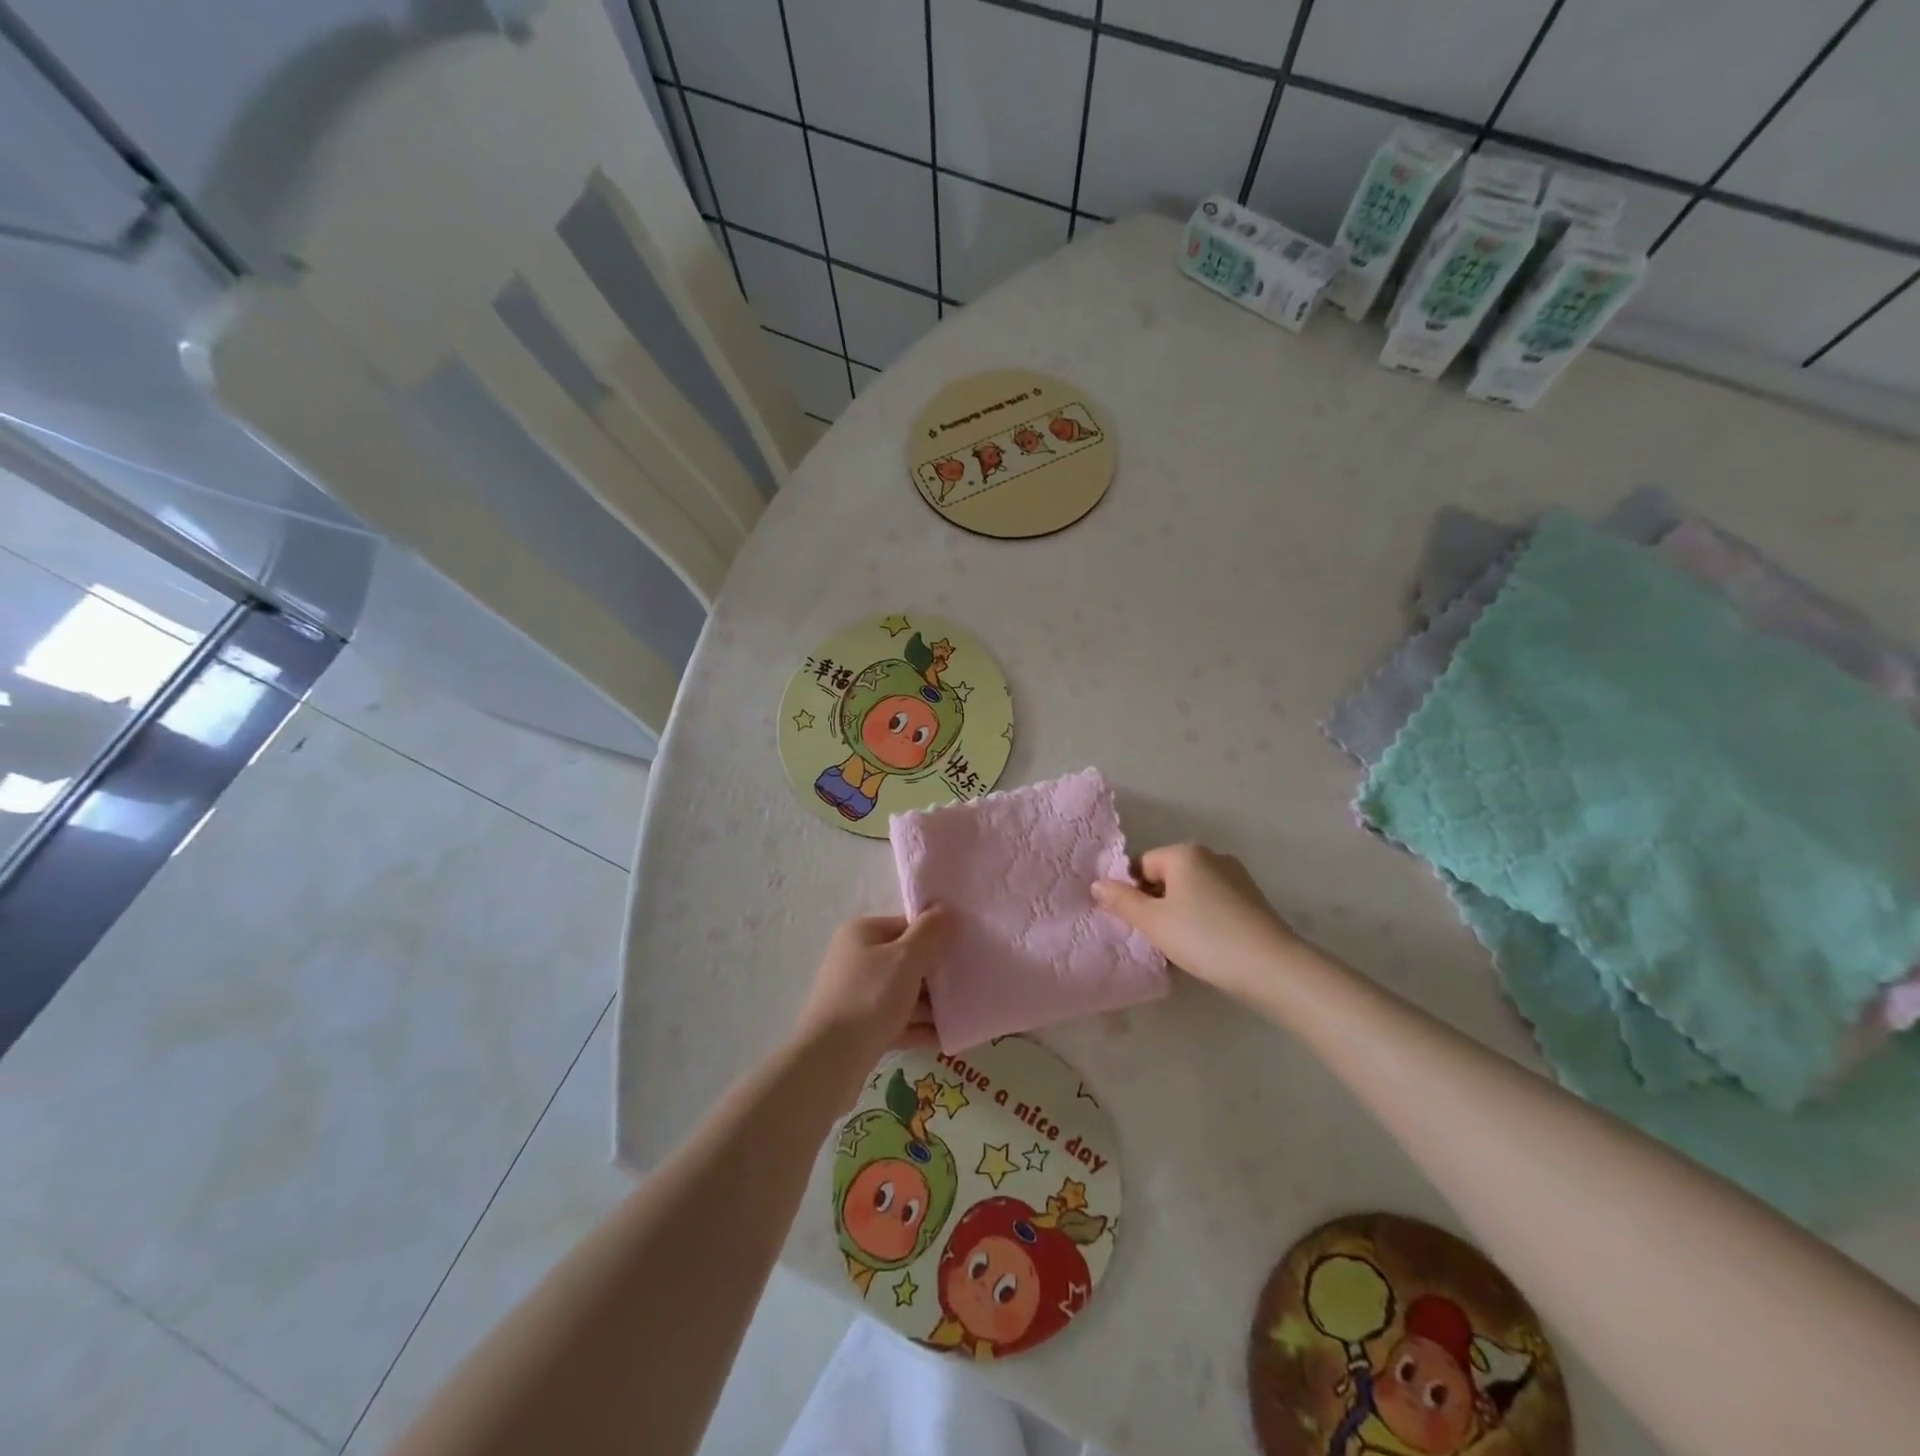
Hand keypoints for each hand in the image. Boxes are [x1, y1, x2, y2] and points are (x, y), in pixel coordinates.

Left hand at [796, 908, 952, 1077]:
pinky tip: (947, 1036)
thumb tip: (946, 909)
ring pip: (903, 993)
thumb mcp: (906, 958)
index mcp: (862, 934)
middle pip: (906, 960)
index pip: (906, 926)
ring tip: (964, 1011)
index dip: (936, 936)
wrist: (830, 1060)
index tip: (965, 950)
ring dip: (931, 1003)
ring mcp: (857, 995)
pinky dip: (919, 1027)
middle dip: (936, 974)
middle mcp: (856, 960)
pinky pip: (897, 1021)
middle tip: (968, 983)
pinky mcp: (861, 1029)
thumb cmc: (870, 997)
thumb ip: (930, 932)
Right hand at [1092, 844, 1302, 999]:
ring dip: (1179, 914)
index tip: (1136, 924)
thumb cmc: (1204, 938)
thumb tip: (1097, 884)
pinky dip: (1203, 920)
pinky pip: (1213, 903)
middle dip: (1156, 904)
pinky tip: (1207, 947)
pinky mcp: (1252, 899)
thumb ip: (1122, 901)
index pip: (1141, 866)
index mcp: (1184, 853)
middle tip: (1156, 937)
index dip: (1132, 894)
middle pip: (1166, 877)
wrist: (1272, 967)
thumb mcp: (1153, 922)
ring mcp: (1236, 876)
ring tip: (1182, 947)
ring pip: (1190, 892)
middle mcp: (1211, 856)